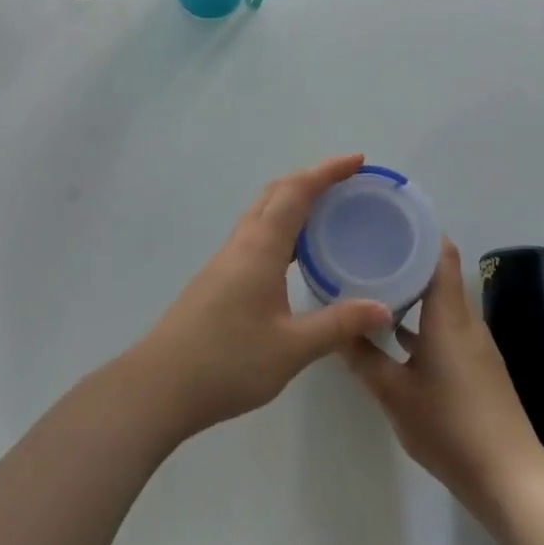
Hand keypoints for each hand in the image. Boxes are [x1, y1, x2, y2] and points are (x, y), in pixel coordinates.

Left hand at [129, 155, 392, 440]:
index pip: (297, 192)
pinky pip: (256, 233)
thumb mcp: (291, 347)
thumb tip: (383, 308)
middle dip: (311, 178)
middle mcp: (242, 243)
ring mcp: (226, 259)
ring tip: (327, 211)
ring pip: (262, 211)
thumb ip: (338, 325)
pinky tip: (295, 253)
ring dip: (293, 200)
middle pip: (276, 192)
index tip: (357, 160)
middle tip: (347, 182)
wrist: (160, 384)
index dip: (327, 171)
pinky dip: (281, 225)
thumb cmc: (227, 362)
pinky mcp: (219, 277)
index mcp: (261, 247)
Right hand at [340, 241, 543, 524]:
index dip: (417, 228)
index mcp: (448, 314)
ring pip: (440, 298)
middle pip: (438, 270)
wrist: (509, 478)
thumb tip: (334, 327)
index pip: (441, 251)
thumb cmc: (450, 427)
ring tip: (372, 280)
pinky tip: (393, 330)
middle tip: (366, 246)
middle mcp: (464, 319)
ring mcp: (472, 343)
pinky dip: (421, 317)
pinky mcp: (474, 364)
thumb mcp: (394, 393)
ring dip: (411, 286)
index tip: (385, 217)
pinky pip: (444, 323)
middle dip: (404, 254)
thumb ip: (362, 358)